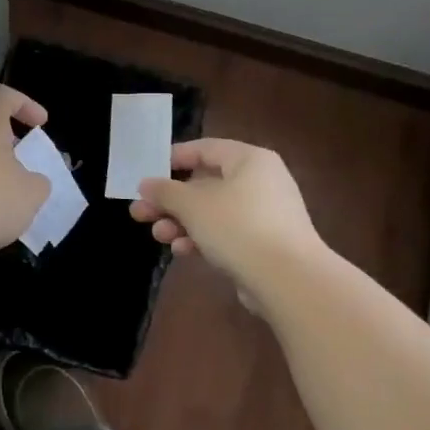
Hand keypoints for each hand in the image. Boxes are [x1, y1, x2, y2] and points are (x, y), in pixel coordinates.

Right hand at [129, 138, 325, 289]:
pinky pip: (226, 233)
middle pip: (205, 184)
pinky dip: (202, 238)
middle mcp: (260, 182)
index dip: (172, 159)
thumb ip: (165, 191)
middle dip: (170, 201)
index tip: (147, 174)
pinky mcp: (264, 244)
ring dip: (181, 223)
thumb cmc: (237, 226)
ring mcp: (265, 215)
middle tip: (140, 212)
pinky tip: (182, 251)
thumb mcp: (192, 204)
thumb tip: (146, 184)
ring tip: (158, 235)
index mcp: (249, 160)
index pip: (204, 149)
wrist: (289, 281)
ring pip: (212, 212)